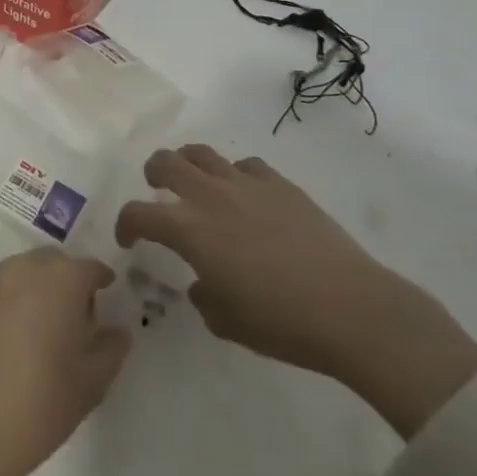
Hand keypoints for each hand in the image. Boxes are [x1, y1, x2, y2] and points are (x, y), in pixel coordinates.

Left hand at [0, 250, 130, 475]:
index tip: (108, 296)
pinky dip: (8, 307)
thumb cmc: (37, 407)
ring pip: (20, 274)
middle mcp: (20, 271)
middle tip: (76, 317)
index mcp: (57, 281)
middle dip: (67, 280)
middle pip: (52, 262)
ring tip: (42, 331)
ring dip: (35, 289)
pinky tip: (7, 345)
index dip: (101, 280)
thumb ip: (111, 349)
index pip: (88, 267)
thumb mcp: (90, 384)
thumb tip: (117, 329)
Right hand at [115, 146, 476, 437]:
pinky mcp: (281, 184)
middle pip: (165, 162)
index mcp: (188, 229)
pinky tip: (246, 196)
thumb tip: (202, 282)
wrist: (350, 309)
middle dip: (153, 174)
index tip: (129, 239)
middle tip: (156, 189)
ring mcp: (247, 184)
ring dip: (189, 164)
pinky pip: (246, 166)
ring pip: (203, 153)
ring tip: (195, 182)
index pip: (138, 213)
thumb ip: (202, 295)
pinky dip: (236, 175)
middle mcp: (210, 196)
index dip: (126, 224)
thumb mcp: (225, 321)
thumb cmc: (280, 322)